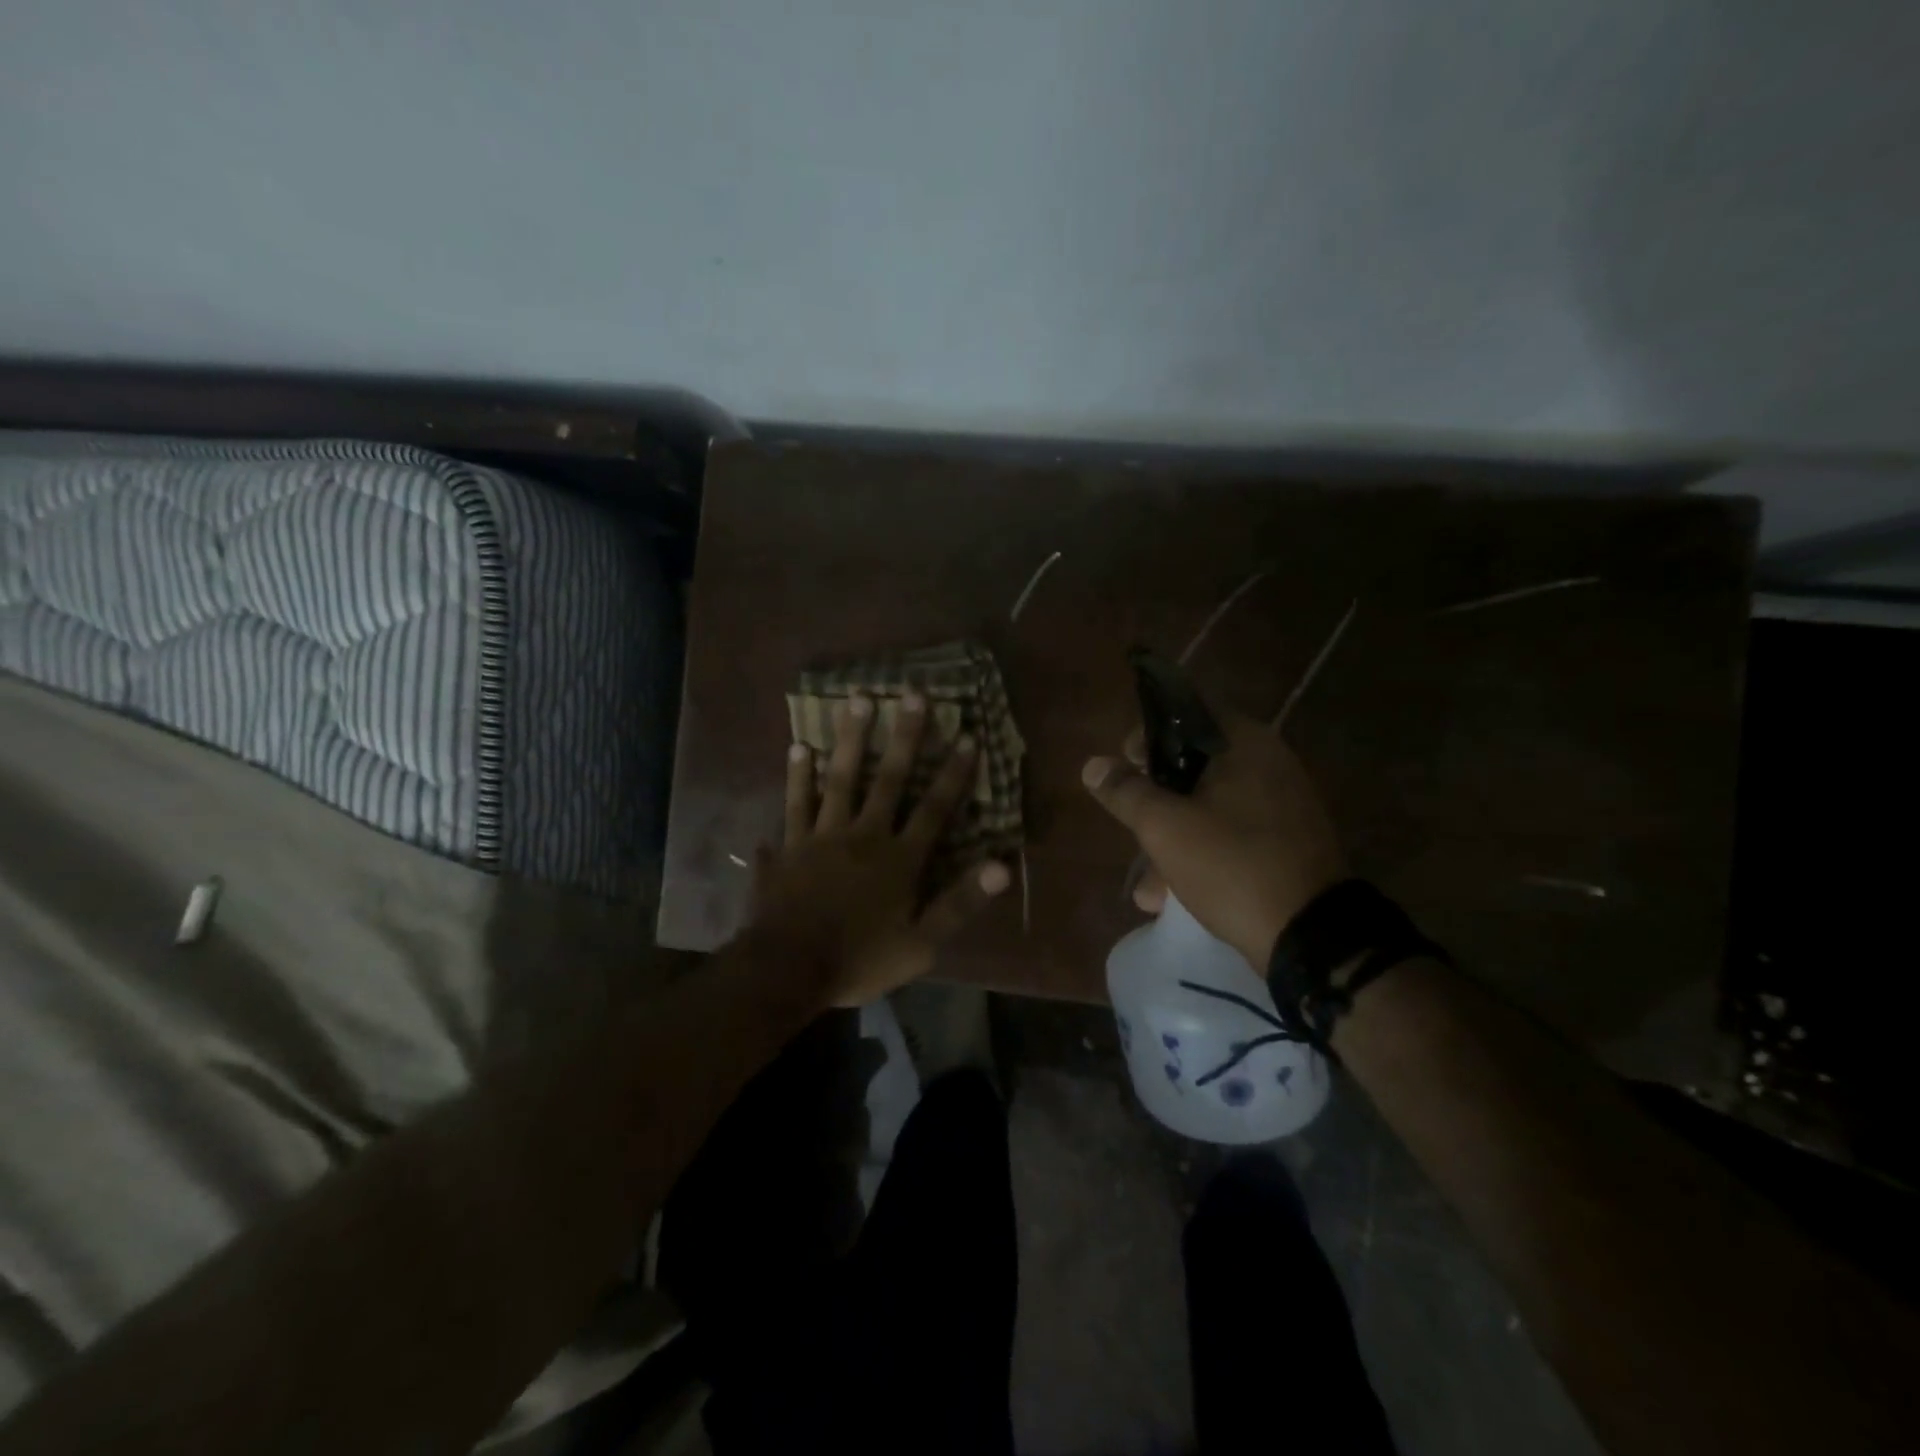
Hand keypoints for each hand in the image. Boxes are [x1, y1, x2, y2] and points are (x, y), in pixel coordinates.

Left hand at [749, 694, 1010, 1007]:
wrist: (787, 970)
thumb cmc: (859, 960)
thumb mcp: (921, 945)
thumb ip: (960, 903)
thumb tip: (1003, 867)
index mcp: (899, 859)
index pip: (935, 809)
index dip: (954, 773)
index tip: (968, 736)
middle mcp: (863, 836)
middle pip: (889, 780)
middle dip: (905, 737)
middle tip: (913, 694)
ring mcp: (822, 836)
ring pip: (839, 779)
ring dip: (851, 739)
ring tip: (856, 700)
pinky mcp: (789, 845)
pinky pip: (794, 804)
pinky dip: (796, 777)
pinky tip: (798, 747)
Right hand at [1082, 710, 1347, 965]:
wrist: (1311, 936)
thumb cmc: (1231, 864)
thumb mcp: (1164, 827)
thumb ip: (1126, 791)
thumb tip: (1093, 764)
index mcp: (1245, 743)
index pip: (1186, 713)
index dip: (1147, 735)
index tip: (1124, 766)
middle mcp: (1269, 763)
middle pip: (1194, 765)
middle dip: (1156, 800)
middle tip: (1131, 826)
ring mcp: (1282, 805)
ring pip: (1210, 806)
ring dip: (1173, 838)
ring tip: (1147, 890)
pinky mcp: (1287, 843)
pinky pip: (1232, 834)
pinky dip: (1202, 854)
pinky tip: (1174, 896)